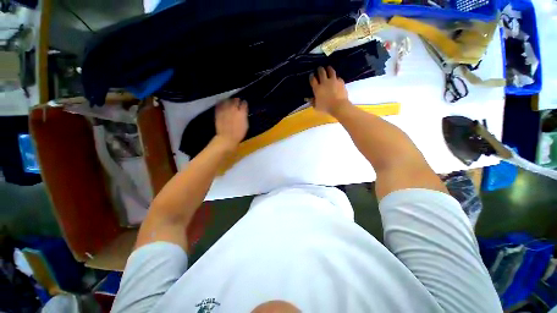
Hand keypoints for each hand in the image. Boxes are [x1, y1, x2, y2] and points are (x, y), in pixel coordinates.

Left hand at [214, 98, 248, 150]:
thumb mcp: (246, 125)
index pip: (244, 104)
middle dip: (236, 100)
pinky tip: (222, 104)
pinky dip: (221, 103)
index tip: (244, 103)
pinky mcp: (218, 112)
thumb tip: (244, 110)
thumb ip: (244, 115)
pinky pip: (219, 104)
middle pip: (235, 100)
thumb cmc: (239, 133)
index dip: (244, 103)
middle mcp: (233, 109)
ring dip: (229, 100)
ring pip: (227, 101)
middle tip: (237, 101)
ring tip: (229, 102)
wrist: (227, 138)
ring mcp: (225, 110)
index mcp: (242, 113)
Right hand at [309, 66, 349, 115]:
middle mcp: (325, 82)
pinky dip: (336, 78)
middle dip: (319, 69)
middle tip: (319, 68)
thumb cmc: (326, 108)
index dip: (311, 76)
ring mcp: (333, 81)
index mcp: (317, 88)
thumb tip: (308, 99)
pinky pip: (338, 77)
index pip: (313, 80)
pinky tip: (336, 79)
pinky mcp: (341, 82)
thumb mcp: (316, 107)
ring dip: (328, 69)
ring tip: (328, 68)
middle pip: (321, 72)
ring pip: (331, 71)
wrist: (339, 106)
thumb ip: (312, 102)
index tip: (311, 75)